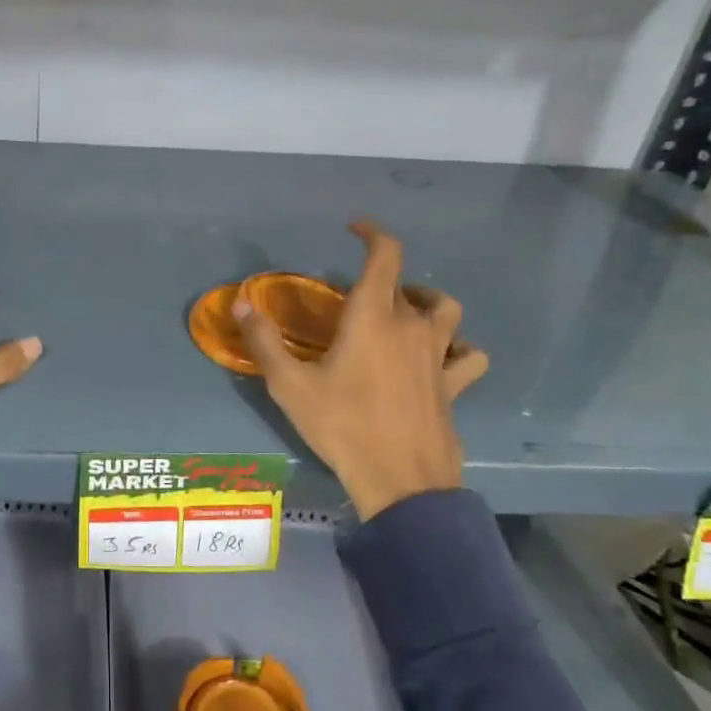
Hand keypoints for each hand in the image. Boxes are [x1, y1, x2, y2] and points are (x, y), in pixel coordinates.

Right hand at [234, 222, 487, 520]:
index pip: (384, 254)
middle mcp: (411, 325)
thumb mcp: (290, 386)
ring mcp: (439, 354)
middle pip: (406, 284)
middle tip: (357, 302)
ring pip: (445, 310)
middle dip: (383, 281)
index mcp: (372, 316)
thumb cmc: (342, 426)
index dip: (372, 233)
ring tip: (405, 315)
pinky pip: (467, 355)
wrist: (400, 481)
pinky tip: (441, 358)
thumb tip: (242, 303)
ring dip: (426, 304)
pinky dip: (457, 348)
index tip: (354, 229)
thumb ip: (264, 342)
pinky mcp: (454, 384)